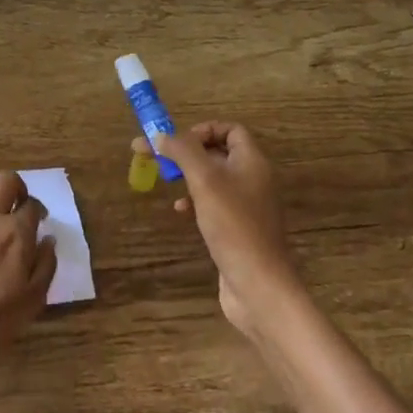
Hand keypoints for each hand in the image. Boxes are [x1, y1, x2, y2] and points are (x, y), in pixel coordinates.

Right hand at [143, 123, 305, 339]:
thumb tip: (160, 134)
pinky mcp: (237, 228)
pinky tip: (181, 210)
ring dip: (188, 175)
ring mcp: (246, 205)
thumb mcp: (205, 181)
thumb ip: (183, 152)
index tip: (177, 141)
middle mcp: (252, 178)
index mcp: (252, 161)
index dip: (203, 129)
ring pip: (213, 178)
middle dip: (187, 152)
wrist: (257, 283)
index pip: (231, 129)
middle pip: (218, 152)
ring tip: (164, 179)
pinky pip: (214, 203)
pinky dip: (195, 200)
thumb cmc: (233, 225)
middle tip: (155, 156)